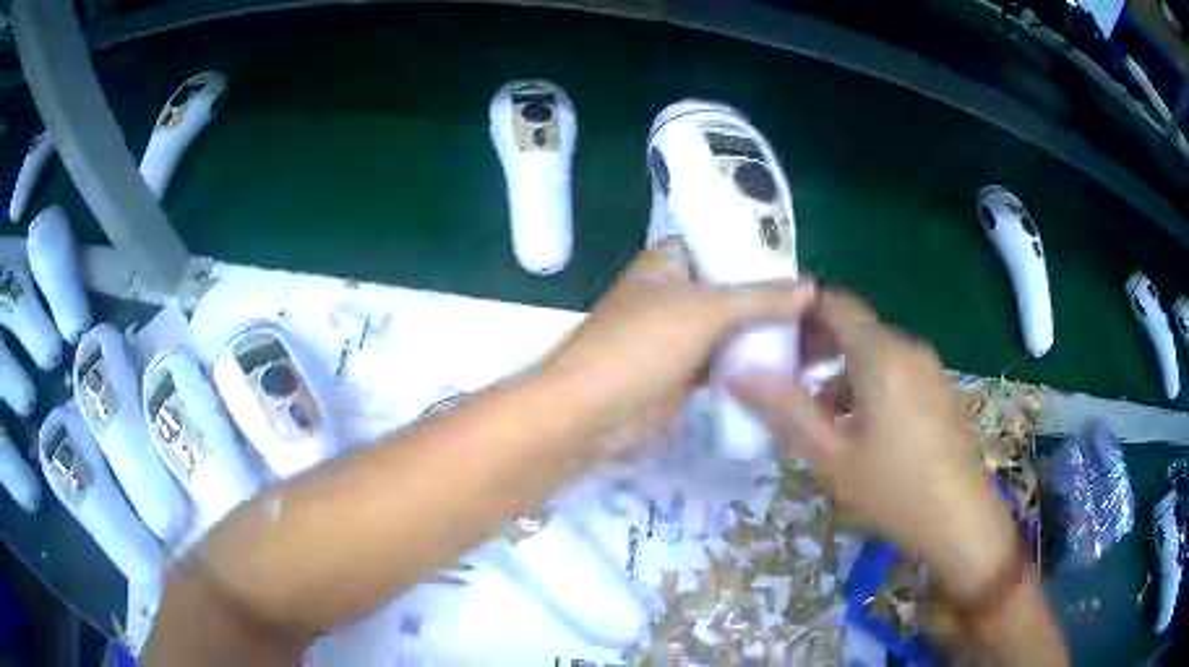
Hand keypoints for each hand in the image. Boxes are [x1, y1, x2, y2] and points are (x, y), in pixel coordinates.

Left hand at [543, 241, 814, 458]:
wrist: (592, 414)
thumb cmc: (641, 346)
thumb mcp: (705, 311)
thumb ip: (760, 297)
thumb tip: (811, 287)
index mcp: (670, 262)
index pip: (724, 246)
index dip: (764, 255)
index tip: (806, 267)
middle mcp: (676, 293)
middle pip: (734, 290)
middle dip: (774, 300)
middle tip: (822, 309)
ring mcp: (680, 335)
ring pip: (733, 328)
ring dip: (767, 334)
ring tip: (818, 336)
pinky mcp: (685, 373)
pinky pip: (727, 360)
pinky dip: (753, 362)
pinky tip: (791, 365)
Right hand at [726, 290, 1016, 598]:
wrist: (962, 521)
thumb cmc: (895, 491)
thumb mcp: (831, 458)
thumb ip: (785, 411)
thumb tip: (737, 372)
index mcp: (881, 354)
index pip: (833, 302)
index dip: (798, 314)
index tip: (770, 345)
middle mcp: (908, 348)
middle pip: (853, 325)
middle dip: (815, 346)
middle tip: (785, 384)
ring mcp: (928, 367)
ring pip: (873, 349)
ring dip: (840, 368)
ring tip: (817, 413)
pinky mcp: (938, 388)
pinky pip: (895, 369)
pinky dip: (867, 382)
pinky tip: (857, 427)